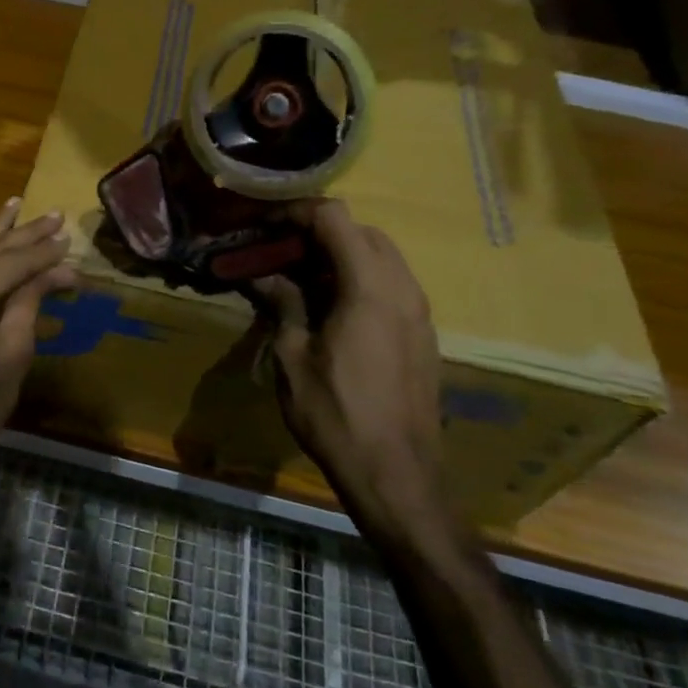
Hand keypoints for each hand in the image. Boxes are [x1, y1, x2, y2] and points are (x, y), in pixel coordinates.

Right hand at [251, 199, 449, 547]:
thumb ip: (284, 304)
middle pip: (362, 231)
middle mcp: (402, 288)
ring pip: (381, 256)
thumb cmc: (336, 414)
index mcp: (369, 287)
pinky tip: (332, 309)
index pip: (335, 218)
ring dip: (340, 255)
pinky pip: (392, 284)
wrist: (397, 474)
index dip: (296, 213)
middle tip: (281, 254)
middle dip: (318, 232)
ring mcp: (419, 311)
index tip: (265, 227)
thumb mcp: (293, 357)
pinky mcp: (423, 333)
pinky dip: (359, 279)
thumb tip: (265, 276)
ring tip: (302, 280)